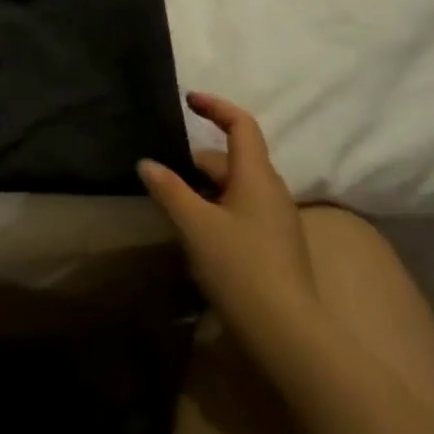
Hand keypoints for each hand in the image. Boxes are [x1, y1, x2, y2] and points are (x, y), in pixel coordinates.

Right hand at [139, 92, 319, 364]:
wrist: (286, 333)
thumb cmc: (240, 267)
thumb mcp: (195, 225)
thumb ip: (169, 190)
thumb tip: (147, 163)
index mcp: (257, 175)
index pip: (241, 124)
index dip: (216, 107)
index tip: (188, 100)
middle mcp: (271, 191)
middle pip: (234, 158)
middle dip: (197, 158)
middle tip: (162, 167)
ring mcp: (276, 220)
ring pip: (236, 187)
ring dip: (205, 186)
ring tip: (171, 199)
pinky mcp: (274, 246)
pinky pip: (241, 211)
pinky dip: (216, 208)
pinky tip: (194, 231)